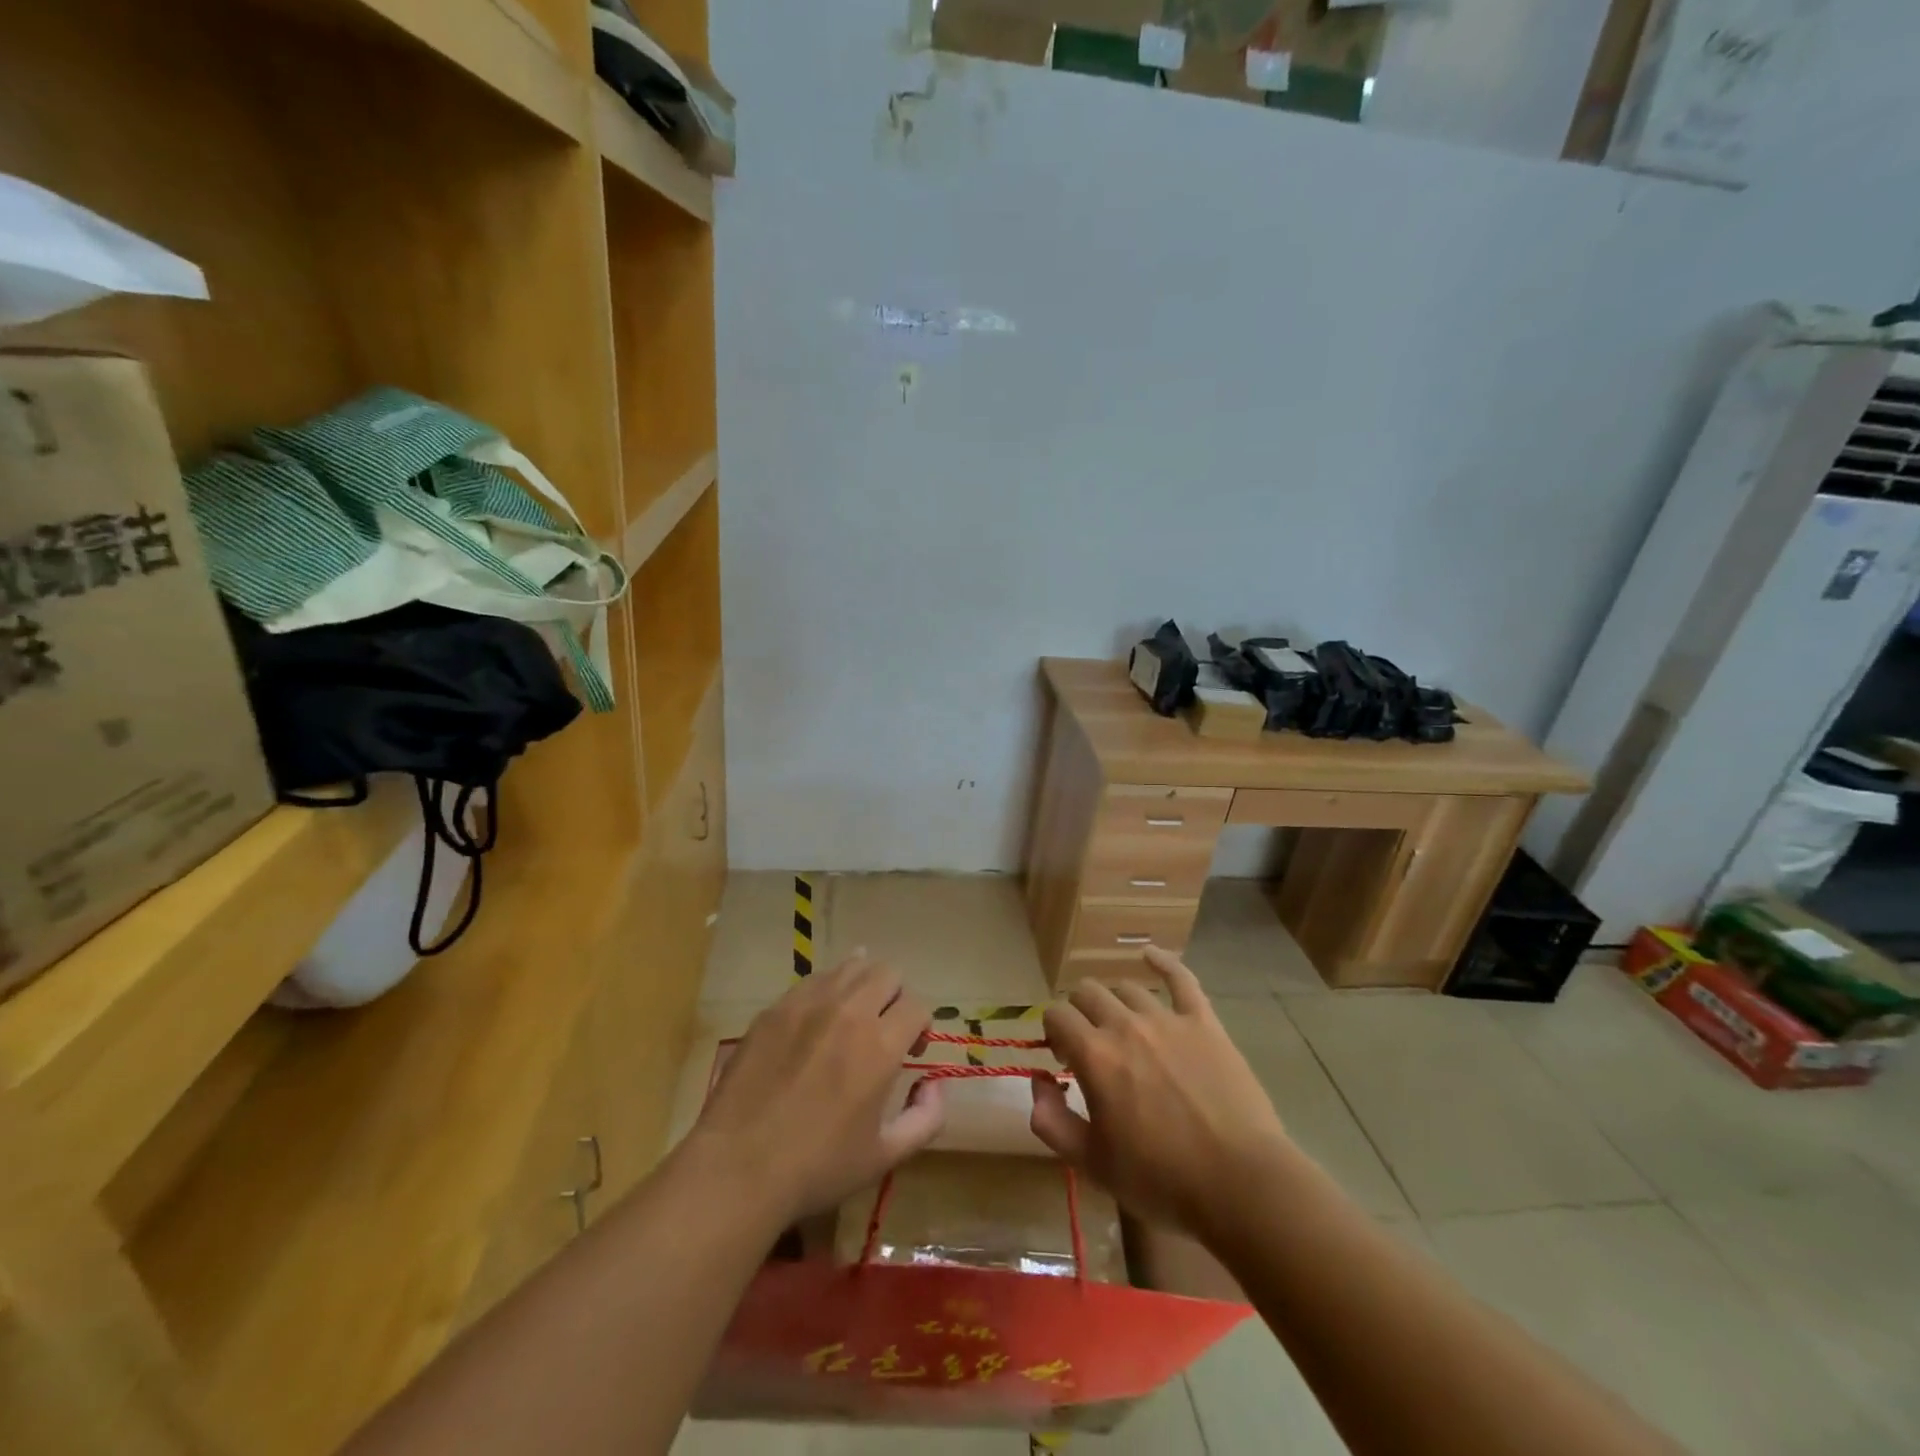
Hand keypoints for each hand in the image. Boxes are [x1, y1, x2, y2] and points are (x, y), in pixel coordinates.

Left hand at [686, 955, 945, 1223]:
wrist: (739, 1167)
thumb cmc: (817, 1167)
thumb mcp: (885, 1156)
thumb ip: (926, 1118)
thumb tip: (936, 1084)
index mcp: (881, 1045)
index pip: (918, 1005)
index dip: (921, 1025)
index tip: (911, 1049)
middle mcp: (849, 1011)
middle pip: (887, 972)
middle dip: (896, 996)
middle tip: (884, 1027)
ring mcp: (808, 1004)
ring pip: (850, 966)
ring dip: (862, 985)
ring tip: (853, 1015)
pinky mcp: (775, 1008)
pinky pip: (812, 981)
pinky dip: (826, 991)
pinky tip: (817, 1020)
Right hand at [1029, 947, 1290, 1239]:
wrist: (1239, 1184)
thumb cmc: (1161, 1180)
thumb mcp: (1092, 1164)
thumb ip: (1051, 1121)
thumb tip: (1038, 1082)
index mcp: (1094, 1055)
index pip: (1056, 1015)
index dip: (1053, 1033)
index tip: (1063, 1059)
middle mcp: (1125, 1025)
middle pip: (1087, 993)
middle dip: (1079, 1013)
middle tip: (1090, 1045)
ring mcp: (1168, 1019)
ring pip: (1127, 988)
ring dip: (1115, 1004)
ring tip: (1124, 1029)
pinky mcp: (1204, 1022)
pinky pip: (1181, 978)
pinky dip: (1162, 962)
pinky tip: (1150, 956)